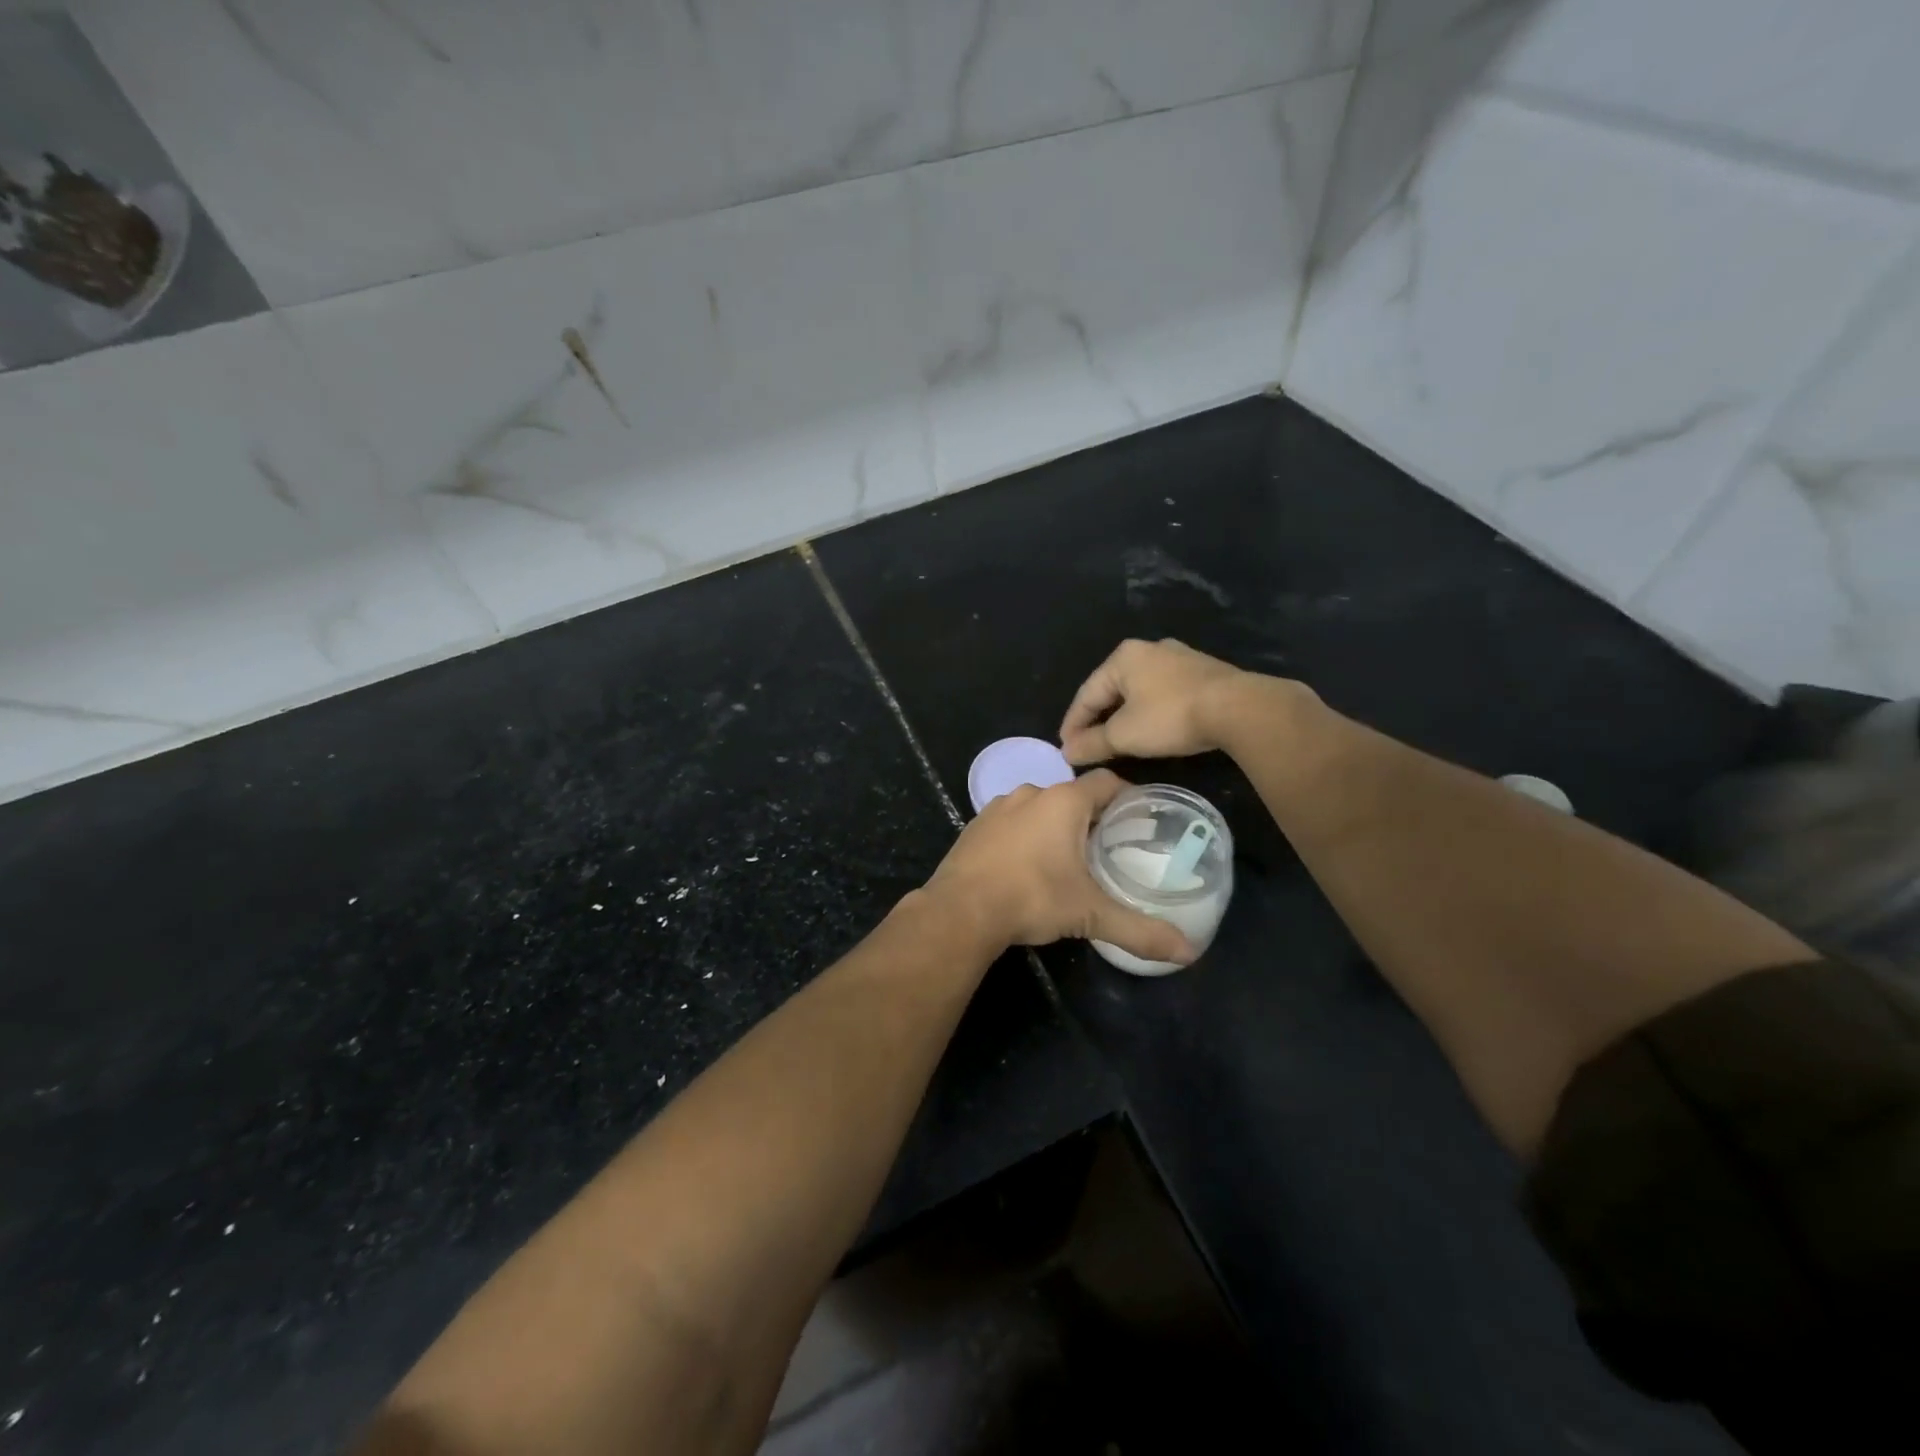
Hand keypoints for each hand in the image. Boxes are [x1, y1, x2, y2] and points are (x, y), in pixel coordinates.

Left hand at [924, 769, 1195, 964]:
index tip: (1141, 820)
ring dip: (1055, 826)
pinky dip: (1024, 836)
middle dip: (1092, 818)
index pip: (1107, 782)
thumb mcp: (1090, 914)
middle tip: (1109, 848)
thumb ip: (1139, 930)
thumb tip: (1188, 953)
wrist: (960, 910)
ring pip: (1039, 808)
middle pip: (1073, 796)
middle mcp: (1031, 793)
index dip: (1127, 797)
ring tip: (1069, 859)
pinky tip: (1026, 866)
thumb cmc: (1032, 898)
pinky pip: (1011, 823)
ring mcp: (998, 807)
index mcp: (1063, 801)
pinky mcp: (975, 826)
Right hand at [1060, 638, 1262, 764]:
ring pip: (1138, 691)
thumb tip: (1066, 752)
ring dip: (1124, 716)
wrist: (1238, 709)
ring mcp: (1178, 658)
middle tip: (1088, 746)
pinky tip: (1151, 729)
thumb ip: (1091, 743)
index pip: (1086, 694)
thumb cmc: (1170, 717)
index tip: (1065, 750)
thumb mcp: (1124, 735)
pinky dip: (1149, 712)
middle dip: (1098, 719)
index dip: (1072, 724)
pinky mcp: (1202, 672)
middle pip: (1112, 689)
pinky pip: (1162, 693)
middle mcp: (1148, 649)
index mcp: (1122, 658)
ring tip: (1116, 741)